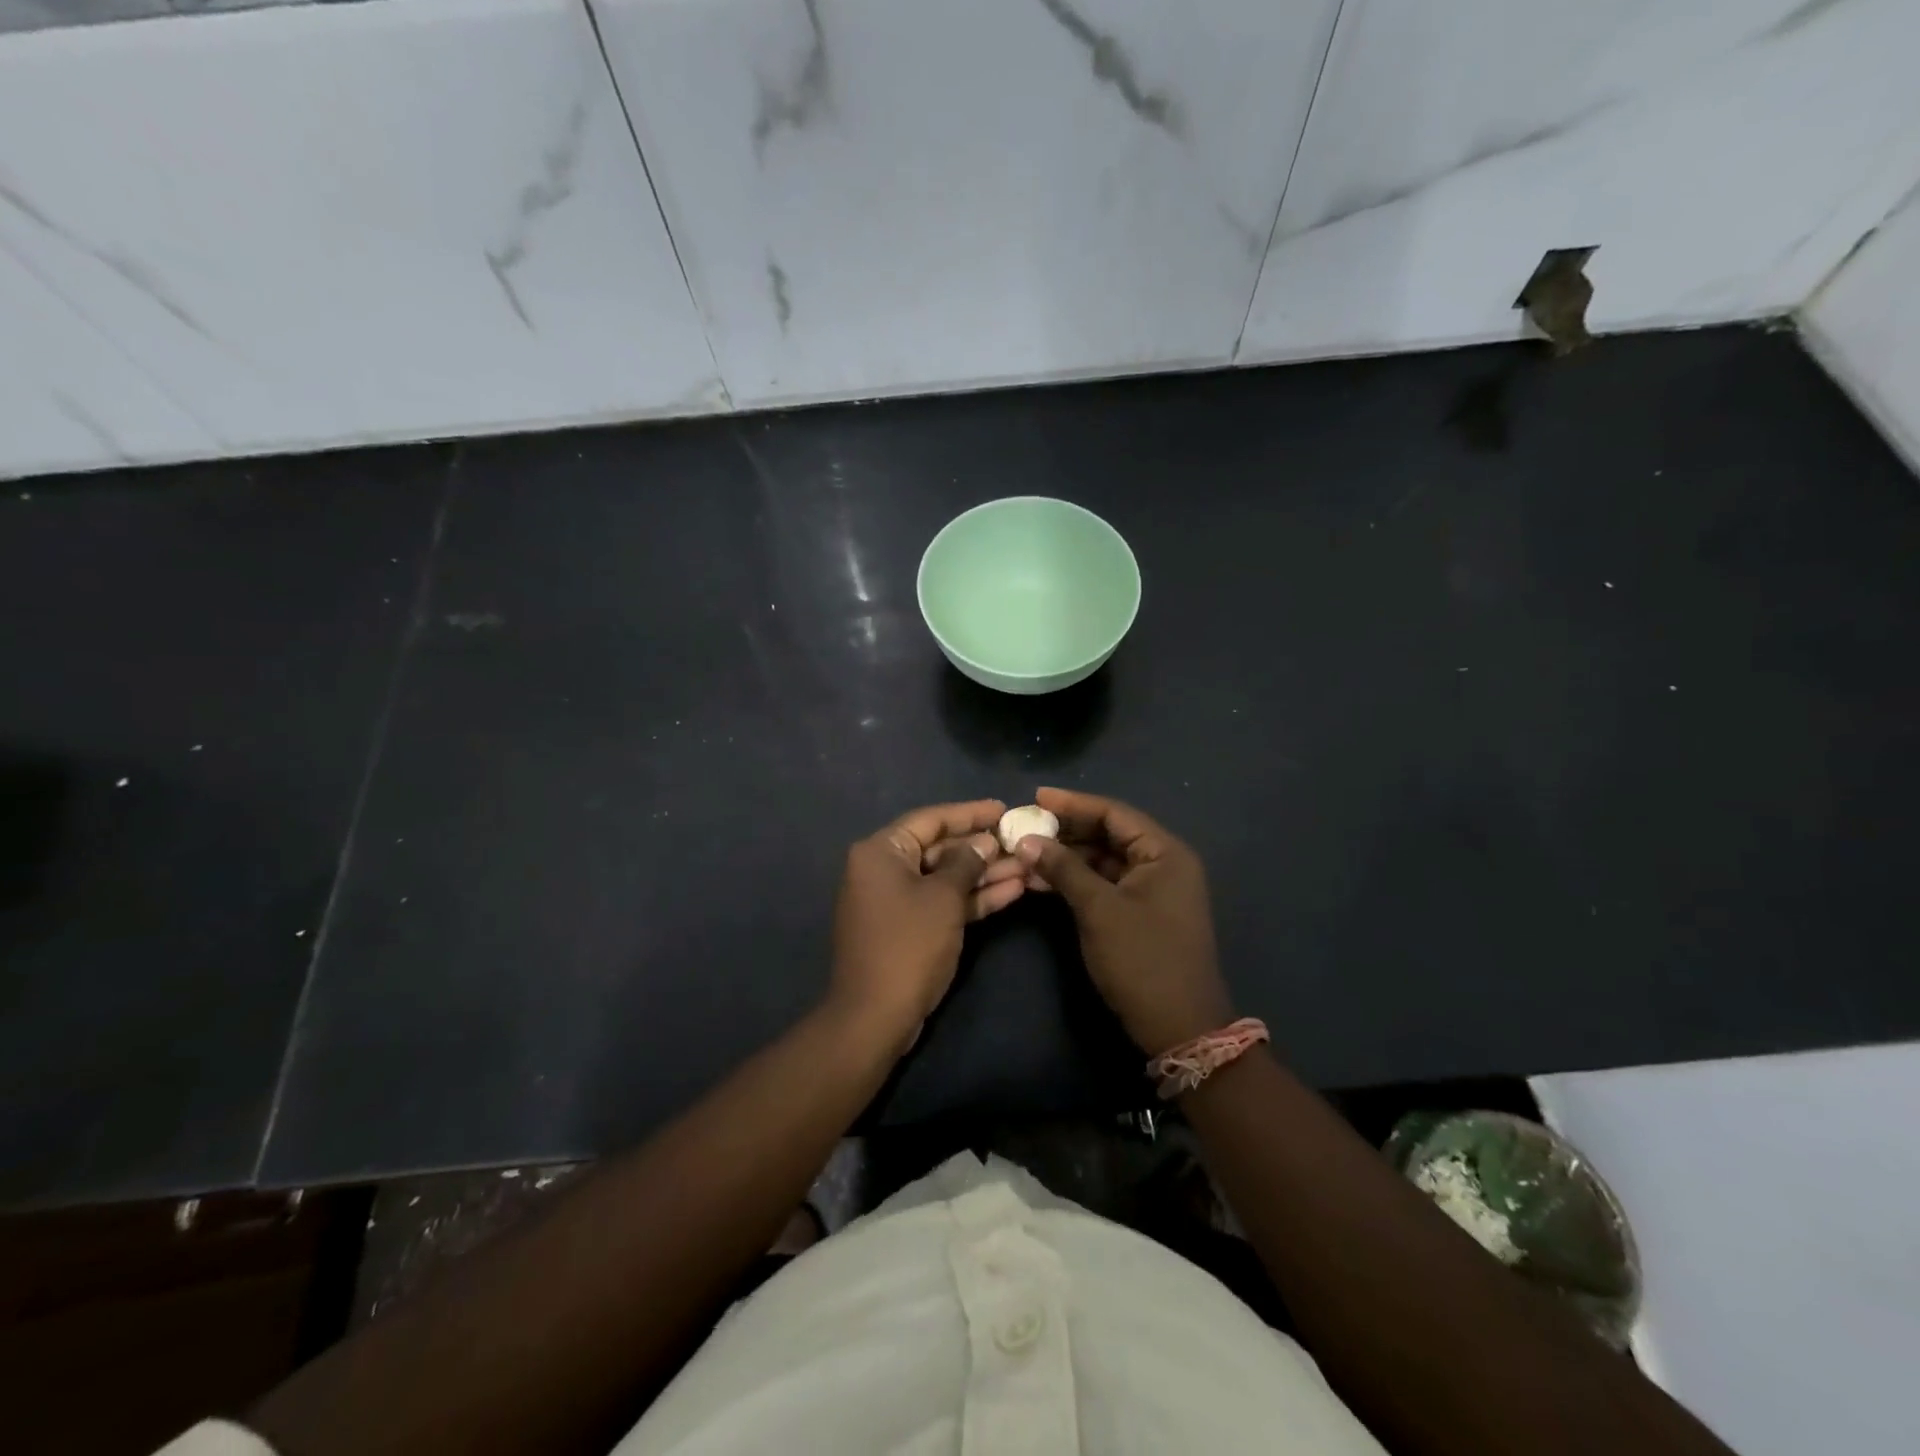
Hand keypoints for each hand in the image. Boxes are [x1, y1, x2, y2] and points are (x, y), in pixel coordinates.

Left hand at [828, 799, 1026, 1046]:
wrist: (875, 1016)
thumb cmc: (908, 945)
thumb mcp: (943, 898)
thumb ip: (965, 863)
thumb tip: (983, 842)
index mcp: (881, 851)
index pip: (930, 819)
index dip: (969, 813)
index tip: (1003, 808)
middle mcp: (884, 869)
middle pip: (939, 848)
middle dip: (982, 847)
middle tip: (1021, 841)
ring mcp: (896, 900)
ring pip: (946, 877)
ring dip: (984, 873)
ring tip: (1028, 866)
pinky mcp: (909, 927)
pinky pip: (942, 901)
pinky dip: (972, 898)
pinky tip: (1013, 890)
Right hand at [1015, 788, 1233, 1055]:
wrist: (1179, 1027)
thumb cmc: (1142, 960)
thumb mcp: (1099, 910)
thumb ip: (1064, 869)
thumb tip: (1027, 840)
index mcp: (1164, 853)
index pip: (1114, 813)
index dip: (1073, 803)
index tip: (1035, 798)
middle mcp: (1163, 863)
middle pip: (1109, 834)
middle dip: (1067, 831)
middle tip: (1025, 826)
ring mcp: (1152, 889)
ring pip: (1104, 860)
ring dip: (1067, 857)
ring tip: (1026, 853)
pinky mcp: (1141, 912)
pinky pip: (1105, 883)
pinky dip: (1077, 880)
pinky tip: (1042, 881)